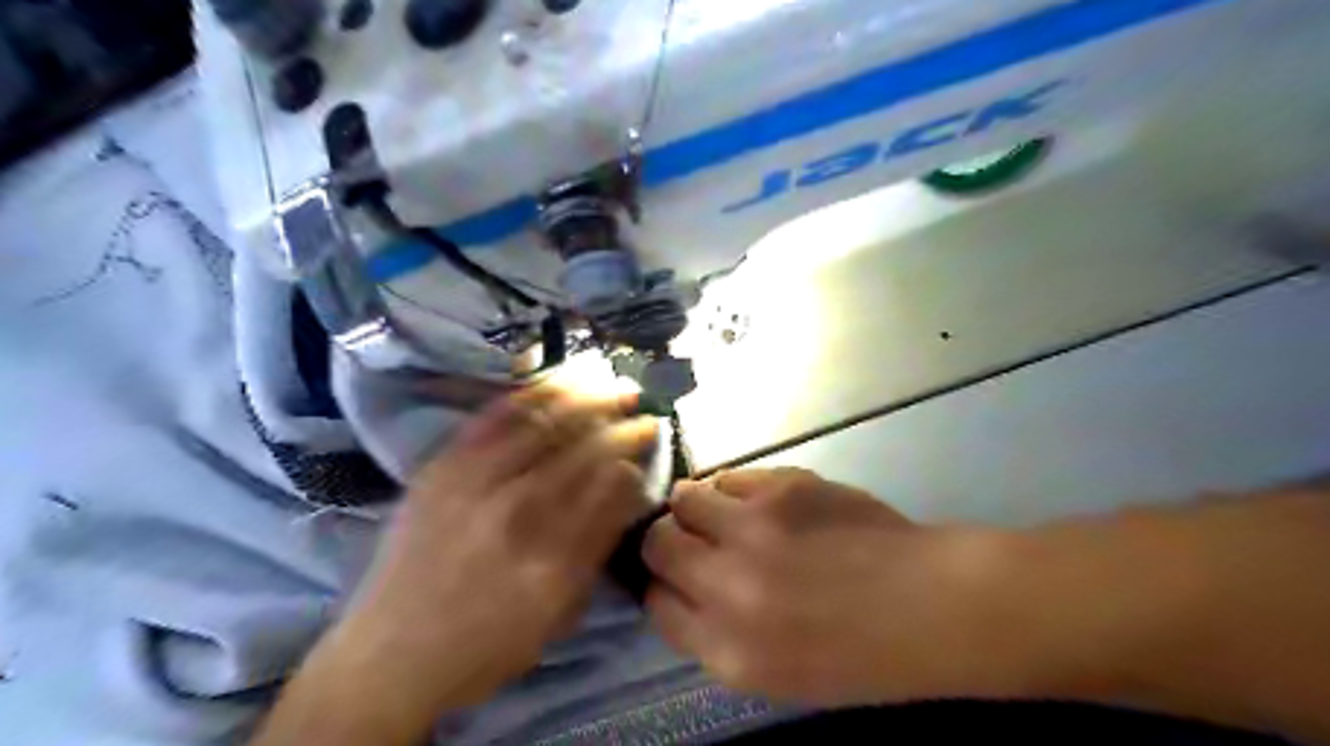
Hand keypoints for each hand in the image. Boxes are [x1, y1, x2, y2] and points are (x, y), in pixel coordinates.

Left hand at [339, 387, 656, 713]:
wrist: (391, 653)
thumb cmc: (486, 645)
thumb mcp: (558, 615)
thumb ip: (596, 549)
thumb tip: (624, 490)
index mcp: (552, 556)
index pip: (608, 485)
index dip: (634, 455)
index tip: (650, 438)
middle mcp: (516, 511)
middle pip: (582, 450)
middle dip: (620, 423)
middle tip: (642, 407)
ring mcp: (474, 483)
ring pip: (543, 424)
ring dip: (584, 398)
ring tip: (609, 383)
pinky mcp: (443, 467)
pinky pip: (493, 418)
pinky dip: (530, 396)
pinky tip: (555, 383)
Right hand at [640, 469, 1020, 708]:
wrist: (930, 605)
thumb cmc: (859, 653)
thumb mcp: (774, 674)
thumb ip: (715, 634)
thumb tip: (678, 586)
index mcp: (727, 651)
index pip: (655, 604)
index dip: (662, 585)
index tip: (677, 577)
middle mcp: (728, 588)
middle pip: (658, 544)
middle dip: (666, 540)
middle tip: (692, 538)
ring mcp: (754, 531)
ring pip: (684, 499)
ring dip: (695, 506)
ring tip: (723, 513)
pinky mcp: (782, 489)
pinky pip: (729, 477)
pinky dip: (734, 490)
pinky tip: (762, 503)